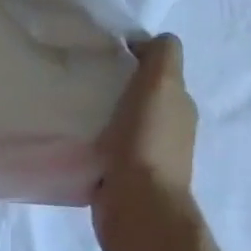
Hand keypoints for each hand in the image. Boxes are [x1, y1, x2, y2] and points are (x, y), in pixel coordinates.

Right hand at [92, 34, 198, 250]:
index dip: (133, 54)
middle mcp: (167, 128)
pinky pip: (105, 146)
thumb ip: (162, 55)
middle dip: (114, 81)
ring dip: (101, 110)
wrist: (138, 208)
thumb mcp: (161, 84)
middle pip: (139, 93)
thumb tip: (146, 42)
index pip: (158, 68)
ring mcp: (145, 154)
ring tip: (71, 100)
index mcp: (178, 104)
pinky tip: (73, 131)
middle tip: (81, 72)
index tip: (103, 51)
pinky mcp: (122, 176)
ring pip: (121, 119)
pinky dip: (93, 137)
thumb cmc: (148, 141)